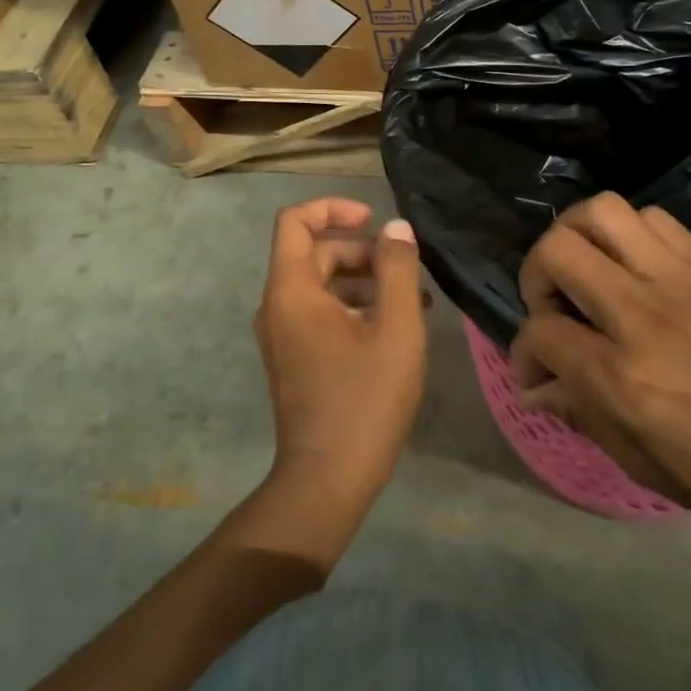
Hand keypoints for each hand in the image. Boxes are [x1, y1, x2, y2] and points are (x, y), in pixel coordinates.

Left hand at [254, 198, 426, 506]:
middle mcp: (277, 307)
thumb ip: (398, 271)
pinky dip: (353, 308)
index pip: (296, 221)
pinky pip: (320, 314)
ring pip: (321, 285)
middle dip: (361, 252)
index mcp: (292, 291)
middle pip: (314, 253)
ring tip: (412, 302)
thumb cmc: (364, 399)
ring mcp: (283, 336)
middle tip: (405, 271)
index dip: (333, 208)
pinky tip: (393, 330)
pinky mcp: (294, 359)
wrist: (326, 481)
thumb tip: (396, 228)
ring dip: (363, 282)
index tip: (373, 220)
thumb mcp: (396, 329)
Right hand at [510, 194, 690, 541]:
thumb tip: (538, 385)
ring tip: (587, 268)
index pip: (542, 334)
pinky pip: (652, 218)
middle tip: (552, 304)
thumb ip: (584, 414)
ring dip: (578, 236)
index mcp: (623, 377)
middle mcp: (641, 313)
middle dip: (536, 274)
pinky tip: (635, 266)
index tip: (536, 370)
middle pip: (558, 251)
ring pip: (602, 212)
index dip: (525, 352)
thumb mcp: (649, 466)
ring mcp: (678, 279)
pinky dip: (628, 233)